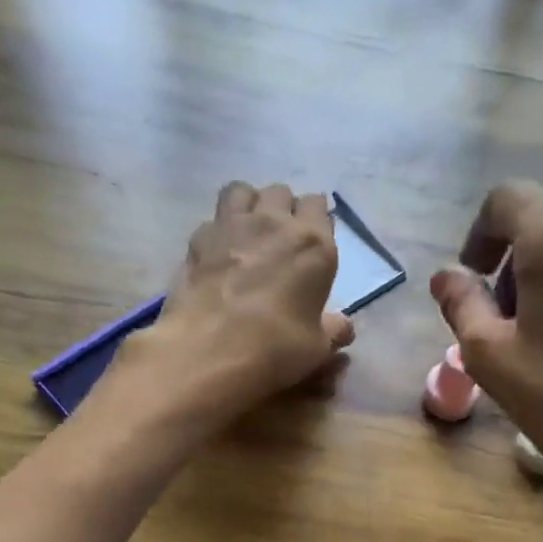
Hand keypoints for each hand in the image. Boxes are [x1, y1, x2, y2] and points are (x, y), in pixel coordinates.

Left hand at [132, 182, 354, 424]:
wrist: (212, 349)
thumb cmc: (277, 347)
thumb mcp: (317, 347)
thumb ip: (333, 330)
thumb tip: (344, 327)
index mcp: (313, 244)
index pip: (318, 205)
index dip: (315, 220)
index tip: (312, 242)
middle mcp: (274, 223)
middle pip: (281, 192)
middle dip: (283, 208)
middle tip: (281, 237)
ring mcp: (232, 226)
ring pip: (242, 191)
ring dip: (249, 205)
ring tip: (248, 231)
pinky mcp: (198, 239)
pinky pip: (213, 219)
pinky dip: (218, 230)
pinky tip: (218, 254)